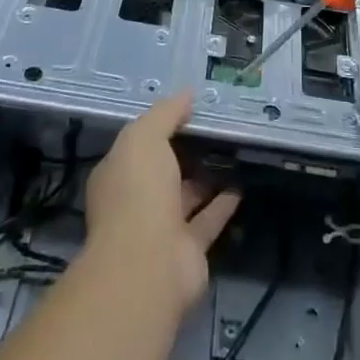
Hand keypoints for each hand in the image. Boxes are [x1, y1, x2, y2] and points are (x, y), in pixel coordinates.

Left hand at [84, 93, 239, 311]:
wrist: (148, 264)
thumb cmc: (138, 193)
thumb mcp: (144, 138)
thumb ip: (165, 114)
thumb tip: (187, 94)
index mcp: (118, 173)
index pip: (139, 144)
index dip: (162, 125)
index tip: (191, 109)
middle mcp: (136, 200)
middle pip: (164, 170)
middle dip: (185, 151)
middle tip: (217, 128)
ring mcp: (161, 227)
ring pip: (187, 195)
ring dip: (206, 177)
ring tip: (234, 152)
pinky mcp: (188, 250)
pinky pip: (208, 220)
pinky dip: (223, 204)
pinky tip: (241, 184)